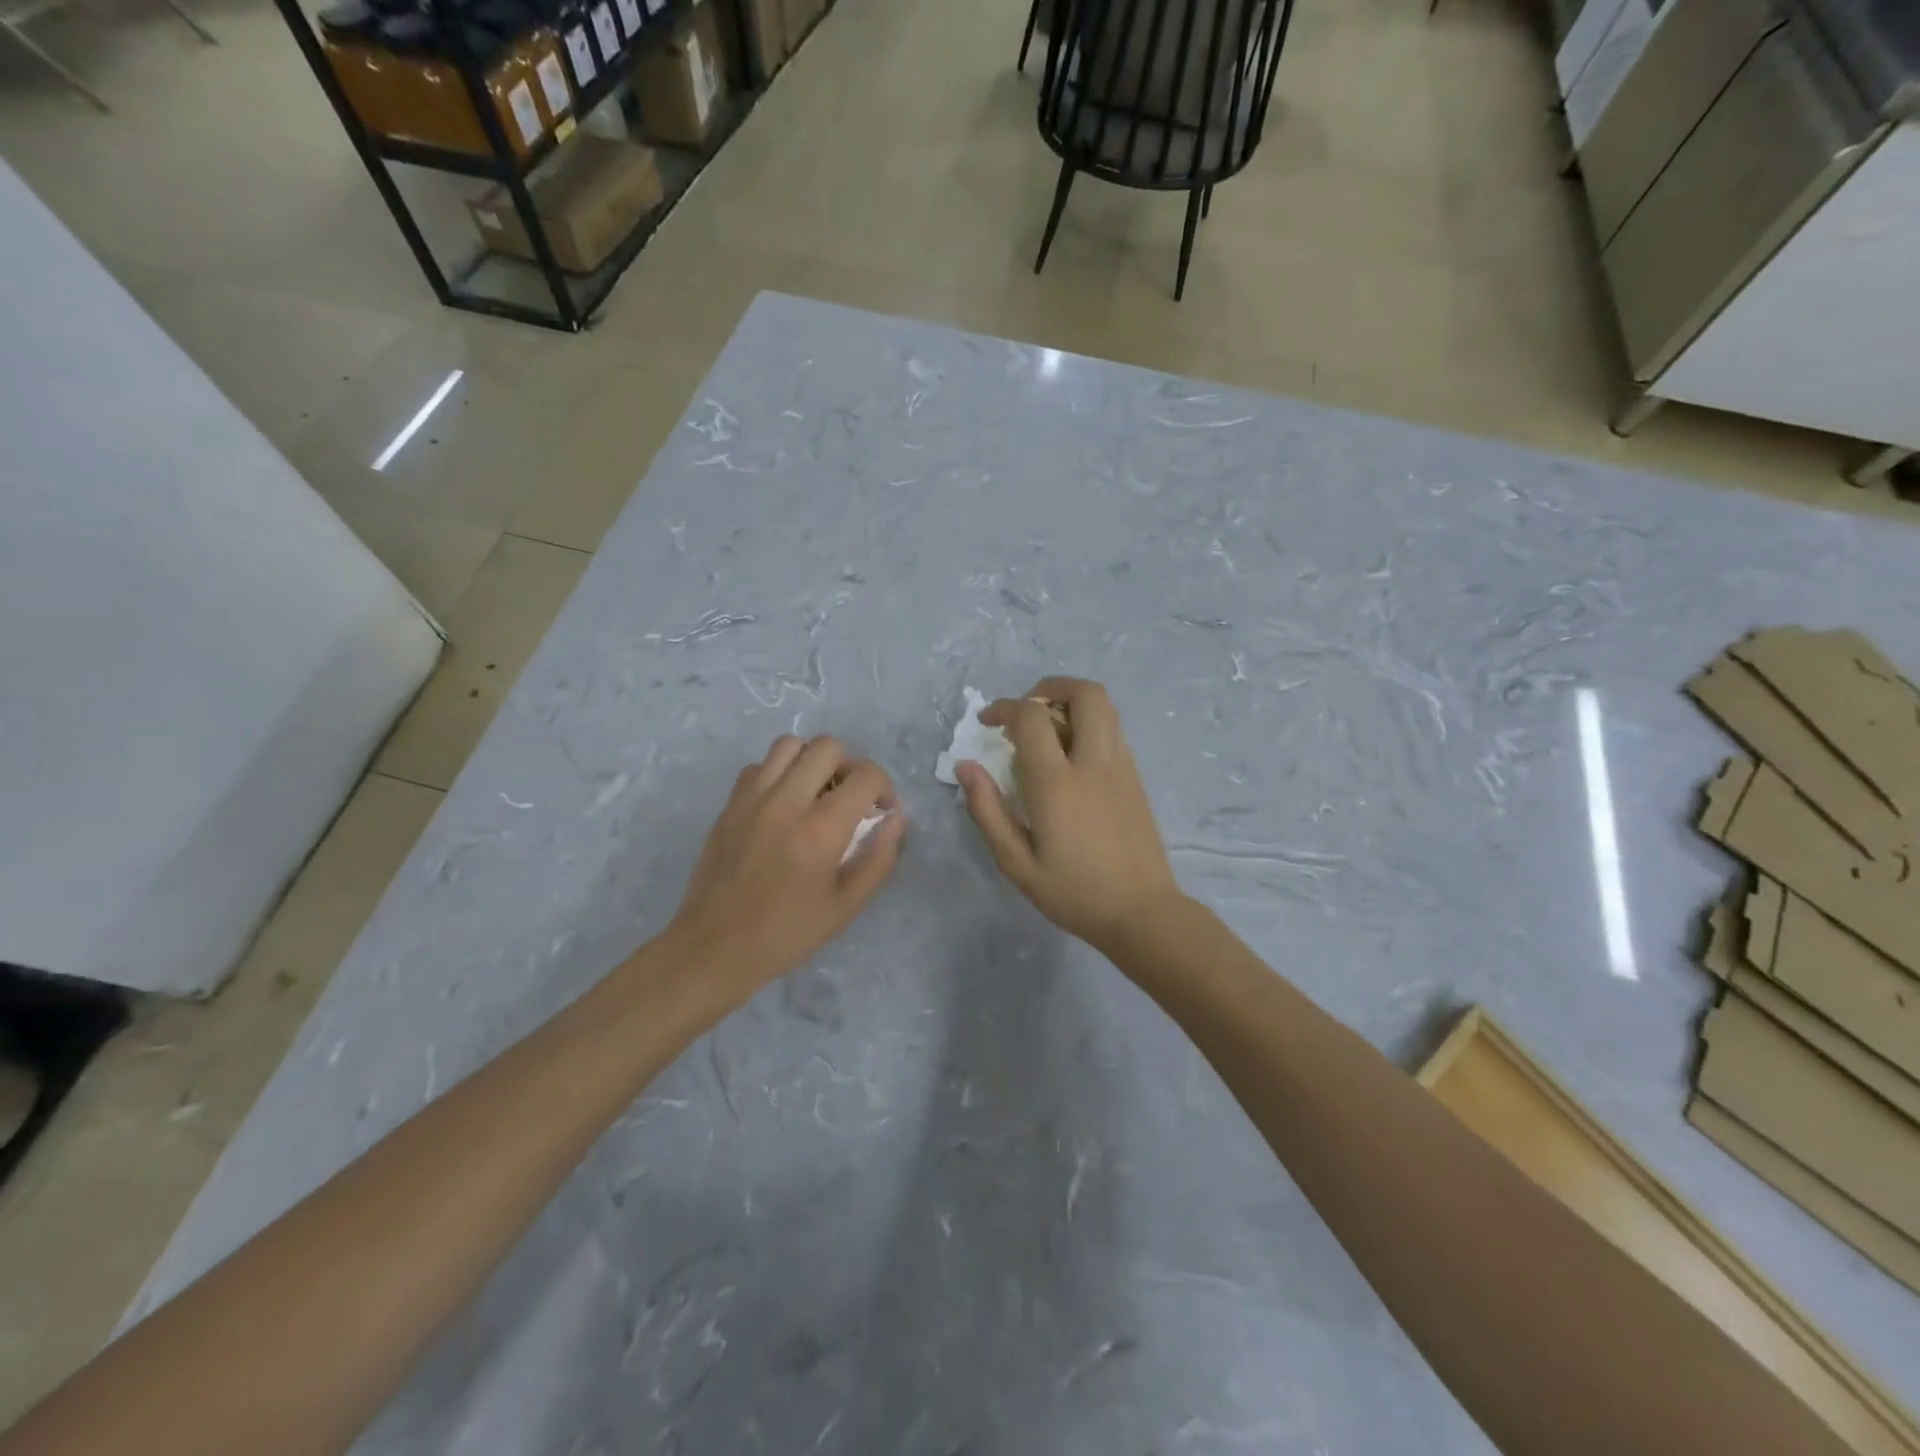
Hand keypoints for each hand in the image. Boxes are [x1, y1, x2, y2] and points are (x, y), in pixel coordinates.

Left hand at [667, 735, 904, 999]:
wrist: (714, 948)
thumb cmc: (786, 934)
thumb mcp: (846, 907)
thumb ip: (879, 859)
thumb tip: (896, 820)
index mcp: (821, 830)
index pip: (865, 776)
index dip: (884, 787)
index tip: (882, 812)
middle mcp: (786, 802)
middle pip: (828, 747)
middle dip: (850, 767)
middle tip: (850, 799)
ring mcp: (752, 799)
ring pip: (790, 744)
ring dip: (812, 761)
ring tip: (816, 793)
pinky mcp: (729, 805)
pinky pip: (759, 766)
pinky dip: (778, 773)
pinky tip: (783, 805)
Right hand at [957, 677, 1184, 953]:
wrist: (1142, 913)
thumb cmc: (1074, 893)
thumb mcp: (1017, 863)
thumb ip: (988, 811)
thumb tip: (966, 766)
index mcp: (1057, 783)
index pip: (1031, 717)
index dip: (1003, 708)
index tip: (987, 723)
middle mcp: (1093, 763)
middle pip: (1083, 693)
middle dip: (1048, 688)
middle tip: (1025, 713)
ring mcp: (1121, 766)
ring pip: (1104, 706)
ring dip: (1070, 702)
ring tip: (1046, 730)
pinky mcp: (1136, 776)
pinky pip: (1112, 729)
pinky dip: (1087, 724)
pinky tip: (1070, 757)